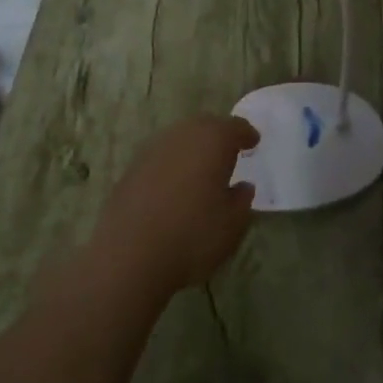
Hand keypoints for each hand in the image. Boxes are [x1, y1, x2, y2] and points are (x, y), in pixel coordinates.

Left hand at [96, 115, 258, 294]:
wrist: (129, 255)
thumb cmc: (192, 236)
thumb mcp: (232, 225)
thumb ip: (242, 201)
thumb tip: (242, 187)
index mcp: (213, 140)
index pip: (235, 127)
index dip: (246, 135)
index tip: (253, 143)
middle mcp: (182, 135)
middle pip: (205, 126)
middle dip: (218, 136)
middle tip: (228, 154)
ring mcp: (152, 149)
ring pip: (179, 140)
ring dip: (192, 150)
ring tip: (201, 171)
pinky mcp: (131, 169)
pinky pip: (160, 158)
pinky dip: (171, 166)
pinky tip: (173, 187)